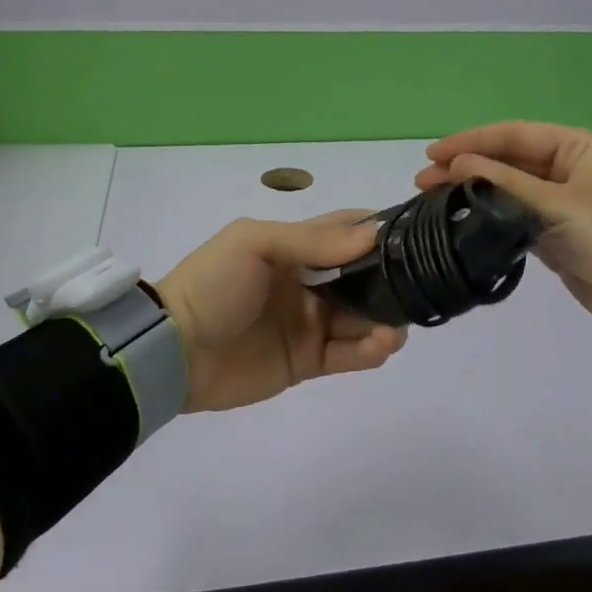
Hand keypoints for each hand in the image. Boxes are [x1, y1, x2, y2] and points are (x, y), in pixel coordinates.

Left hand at [155, 211, 408, 412]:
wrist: (172, 351)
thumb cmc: (214, 284)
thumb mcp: (255, 244)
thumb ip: (313, 241)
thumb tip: (373, 234)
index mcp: (294, 248)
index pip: (345, 232)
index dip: (378, 231)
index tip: (415, 234)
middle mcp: (308, 282)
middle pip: (363, 277)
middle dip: (392, 279)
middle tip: (419, 286)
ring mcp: (309, 323)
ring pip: (363, 317)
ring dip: (387, 318)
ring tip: (396, 325)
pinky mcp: (307, 361)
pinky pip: (348, 354)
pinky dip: (370, 350)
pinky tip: (381, 344)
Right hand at [416, 122, 591, 328]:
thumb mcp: (562, 204)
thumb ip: (506, 184)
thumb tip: (458, 165)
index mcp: (578, 148)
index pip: (514, 135)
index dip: (471, 141)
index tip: (432, 153)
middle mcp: (569, 169)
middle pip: (508, 162)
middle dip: (466, 169)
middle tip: (422, 182)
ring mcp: (563, 204)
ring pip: (509, 192)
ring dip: (474, 196)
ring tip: (432, 202)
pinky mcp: (559, 235)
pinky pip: (518, 220)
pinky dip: (491, 221)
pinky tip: (462, 225)